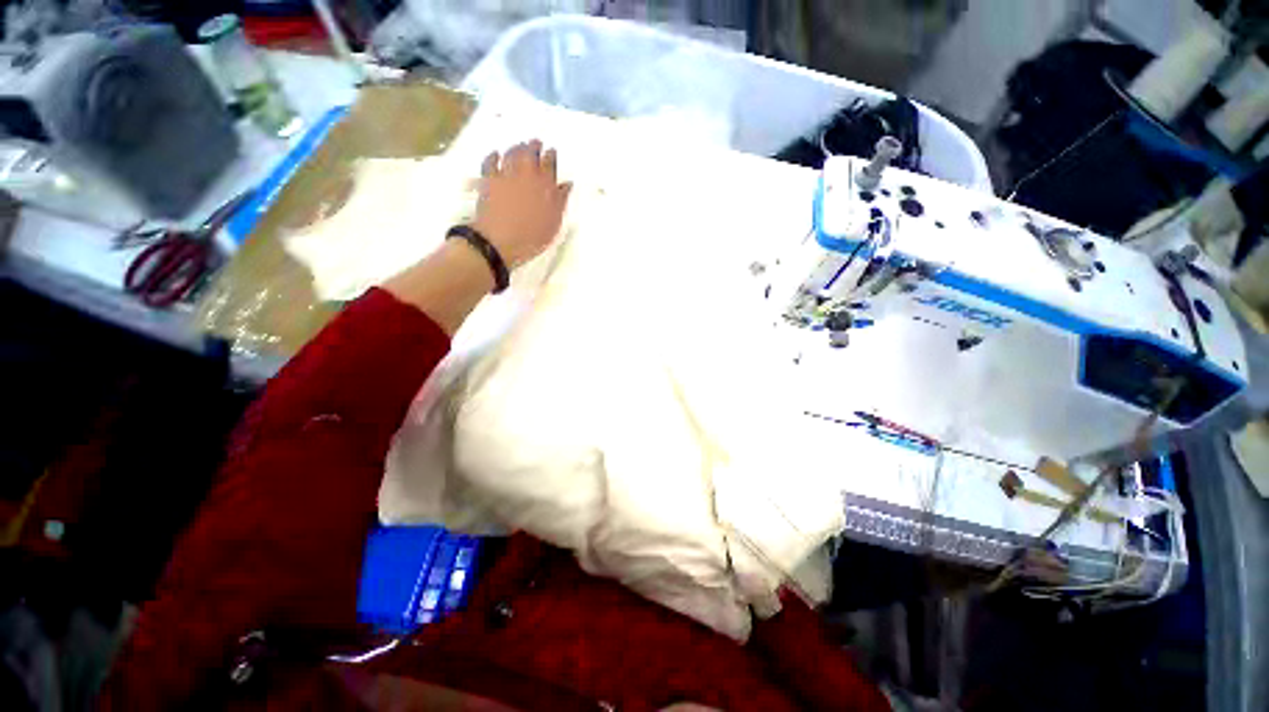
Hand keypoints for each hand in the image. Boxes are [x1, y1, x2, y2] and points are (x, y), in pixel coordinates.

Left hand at [472, 140, 572, 269]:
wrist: (499, 240)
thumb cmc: (532, 236)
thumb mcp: (553, 223)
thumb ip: (560, 202)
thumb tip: (566, 184)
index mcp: (545, 185)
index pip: (550, 163)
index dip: (551, 156)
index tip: (552, 152)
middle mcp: (526, 174)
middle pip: (530, 153)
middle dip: (534, 146)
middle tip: (536, 143)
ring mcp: (505, 175)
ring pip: (511, 153)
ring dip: (517, 148)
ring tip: (519, 146)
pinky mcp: (488, 180)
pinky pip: (490, 161)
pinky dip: (494, 156)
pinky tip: (496, 154)